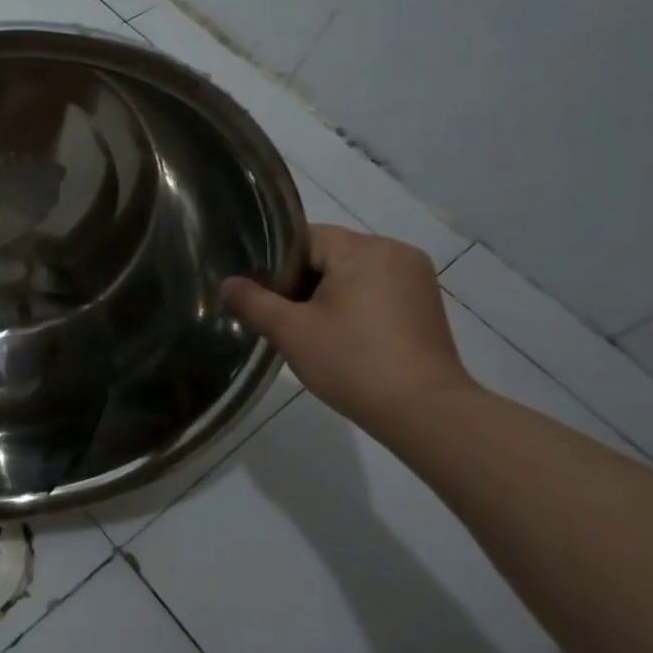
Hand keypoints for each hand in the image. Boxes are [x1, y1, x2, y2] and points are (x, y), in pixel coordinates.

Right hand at [221, 225, 473, 430]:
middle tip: (282, 321)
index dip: (276, 267)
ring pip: (350, 274)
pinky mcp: (424, 304)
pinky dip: (352, 307)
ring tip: (309, 332)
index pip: (303, 239)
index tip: (264, 300)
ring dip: (325, 297)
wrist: (424, 413)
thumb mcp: (290, 331)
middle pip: (327, 255)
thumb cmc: (353, 362)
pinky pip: (374, 291)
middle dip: (300, 284)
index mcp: (364, 249)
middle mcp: (395, 252)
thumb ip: (253, 301)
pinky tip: (342, 339)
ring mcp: (415, 278)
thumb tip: (228, 283)